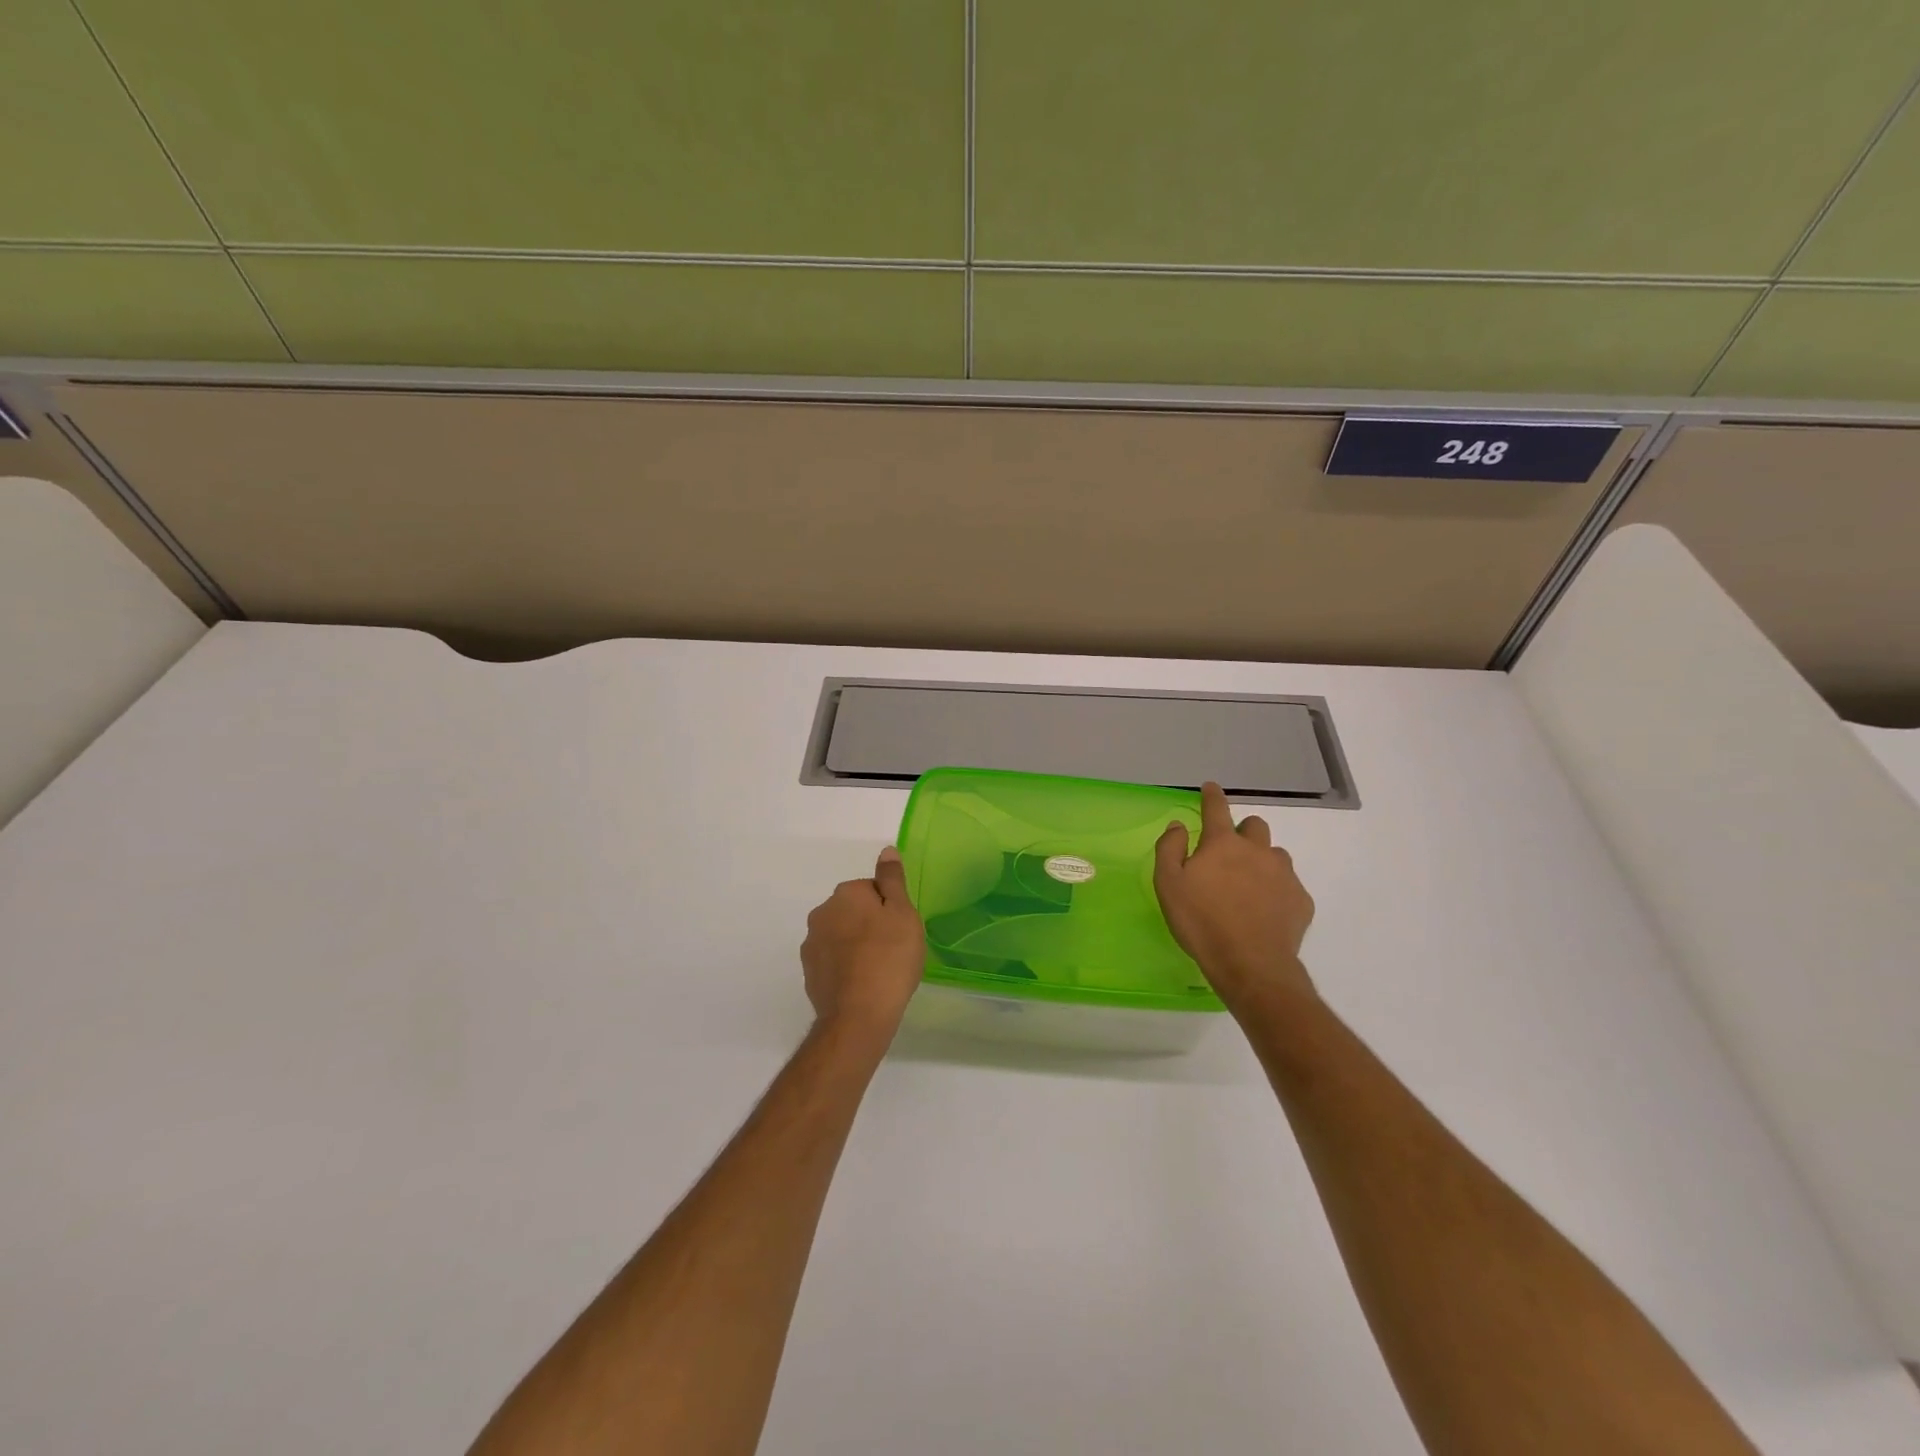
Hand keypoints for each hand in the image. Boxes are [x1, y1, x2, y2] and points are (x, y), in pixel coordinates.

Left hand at [801, 847, 925, 1039]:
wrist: (858, 1016)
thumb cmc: (889, 958)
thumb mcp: (903, 913)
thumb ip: (893, 880)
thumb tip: (886, 850)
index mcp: (845, 894)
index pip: (872, 889)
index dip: (890, 908)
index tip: (901, 930)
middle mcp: (822, 913)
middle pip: (853, 911)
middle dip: (870, 924)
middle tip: (894, 949)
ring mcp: (811, 945)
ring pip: (841, 936)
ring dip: (856, 946)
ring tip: (880, 970)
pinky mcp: (809, 973)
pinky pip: (833, 961)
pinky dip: (846, 968)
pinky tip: (863, 985)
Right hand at [1154, 782, 1315, 1009]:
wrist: (1251, 965)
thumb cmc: (1201, 922)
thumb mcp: (1168, 885)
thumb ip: (1170, 849)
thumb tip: (1178, 825)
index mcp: (1222, 844)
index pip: (1217, 808)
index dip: (1212, 795)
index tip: (1211, 787)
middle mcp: (1257, 851)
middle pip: (1255, 826)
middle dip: (1243, 831)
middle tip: (1228, 853)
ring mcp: (1284, 875)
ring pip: (1275, 855)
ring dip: (1262, 860)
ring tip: (1248, 885)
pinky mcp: (1301, 901)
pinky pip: (1289, 885)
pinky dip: (1276, 890)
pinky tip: (1265, 910)